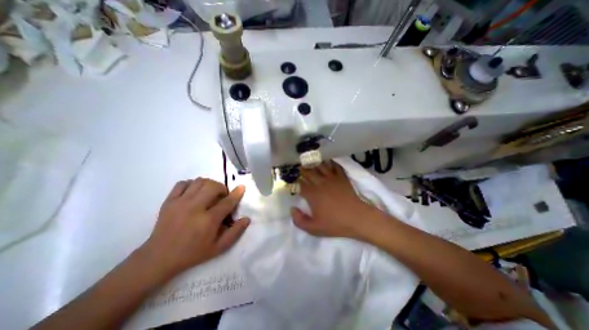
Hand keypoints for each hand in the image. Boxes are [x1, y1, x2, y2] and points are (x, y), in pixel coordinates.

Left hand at [140, 177, 248, 275]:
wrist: (159, 258)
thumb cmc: (193, 253)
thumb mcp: (218, 248)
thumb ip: (235, 233)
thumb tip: (247, 219)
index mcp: (208, 221)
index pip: (227, 202)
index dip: (236, 193)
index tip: (241, 187)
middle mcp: (194, 208)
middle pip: (213, 186)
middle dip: (222, 188)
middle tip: (222, 196)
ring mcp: (180, 203)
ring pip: (199, 182)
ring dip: (209, 184)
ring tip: (210, 193)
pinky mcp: (169, 201)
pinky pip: (183, 183)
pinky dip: (192, 184)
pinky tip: (195, 192)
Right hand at [291, 161, 381, 239]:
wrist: (358, 218)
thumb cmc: (335, 224)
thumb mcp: (314, 229)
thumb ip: (299, 220)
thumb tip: (292, 209)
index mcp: (312, 194)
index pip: (299, 184)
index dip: (294, 181)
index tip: (291, 180)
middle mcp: (320, 183)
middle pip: (308, 172)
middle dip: (301, 169)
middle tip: (297, 166)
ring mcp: (332, 178)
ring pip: (320, 166)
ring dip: (313, 163)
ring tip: (309, 160)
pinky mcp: (341, 177)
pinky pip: (335, 166)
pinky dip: (330, 162)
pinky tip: (327, 160)